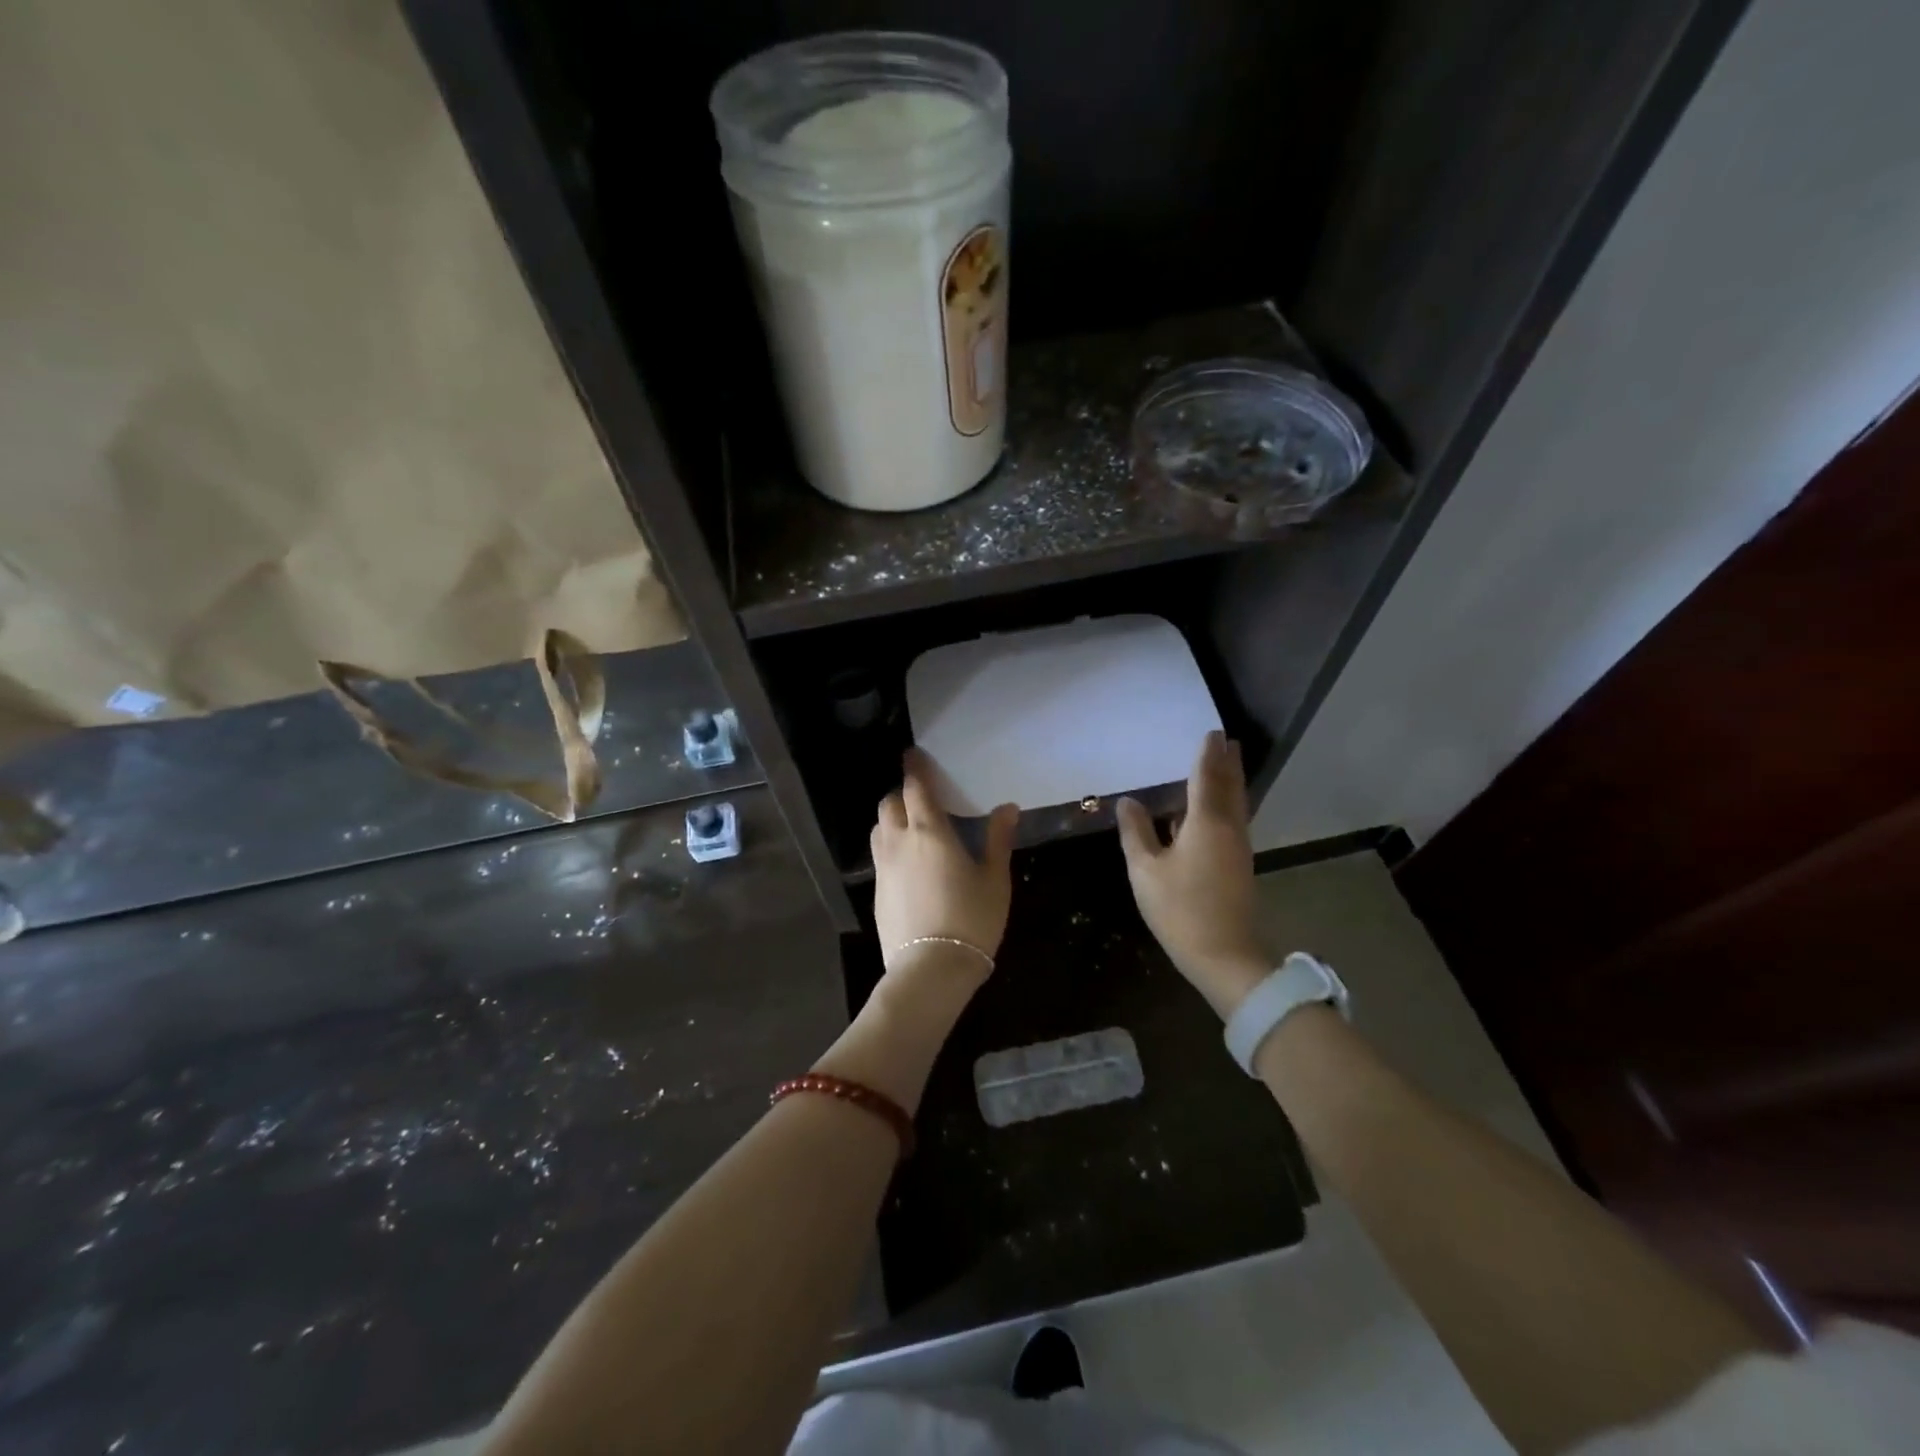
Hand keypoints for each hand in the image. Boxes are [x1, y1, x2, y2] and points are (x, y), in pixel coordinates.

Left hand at [871, 749, 1018, 987]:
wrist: (930, 969)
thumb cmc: (971, 919)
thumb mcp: (995, 879)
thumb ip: (998, 840)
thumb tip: (1007, 808)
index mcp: (929, 832)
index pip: (915, 788)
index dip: (914, 769)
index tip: (913, 755)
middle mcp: (899, 843)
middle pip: (889, 804)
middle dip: (902, 794)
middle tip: (921, 798)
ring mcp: (883, 868)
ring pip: (879, 829)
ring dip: (891, 819)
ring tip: (912, 827)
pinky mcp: (876, 892)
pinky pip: (879, 856)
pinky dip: (890, 846)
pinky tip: (908, 863)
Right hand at [1117, 731, 1267, 1016]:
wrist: (1224, 955)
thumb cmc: (1180, 909)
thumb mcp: (1146, 870)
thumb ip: (1136, 832)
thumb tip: (1129, 802)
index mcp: (1206, 822)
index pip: (1206, 777)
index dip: (1206, 754)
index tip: (1211, 732)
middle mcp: (1229, 827)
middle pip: (1229, 787)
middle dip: (1227, 763)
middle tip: (1225, 741)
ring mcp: (1238, 847)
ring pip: (1236, 804)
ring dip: (1231, 781)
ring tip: (1225, 763)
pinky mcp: (1239, 864)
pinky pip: (1234, 819)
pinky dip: (1227, 802)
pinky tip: (1215, 808)